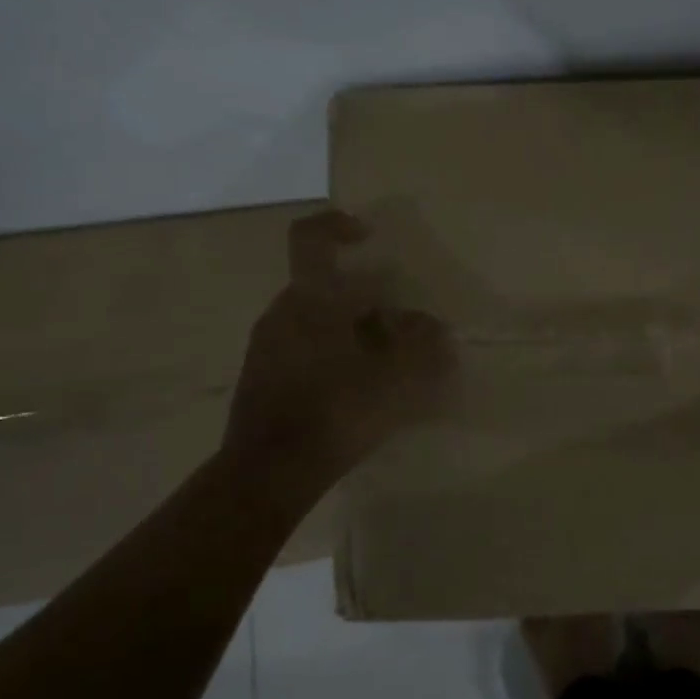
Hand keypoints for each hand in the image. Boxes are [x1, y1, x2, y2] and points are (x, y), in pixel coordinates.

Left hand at [225, 210, 455, 473]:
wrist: (268, 473)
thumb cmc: (334, 412)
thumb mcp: (394, 378)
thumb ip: (422, 347)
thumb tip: (434, 328)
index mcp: (309, 300)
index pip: (311, 239)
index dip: (339, 226)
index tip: (369, 237)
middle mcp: (282, 313)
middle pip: (329, 288)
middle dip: (371, 302)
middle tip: (404, 330)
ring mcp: (268, 346)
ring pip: (320, 321)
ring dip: (357, 332)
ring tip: (390, 366)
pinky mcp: (265, 377)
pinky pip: (307, 349)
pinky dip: (338, 355)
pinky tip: (363, 389)